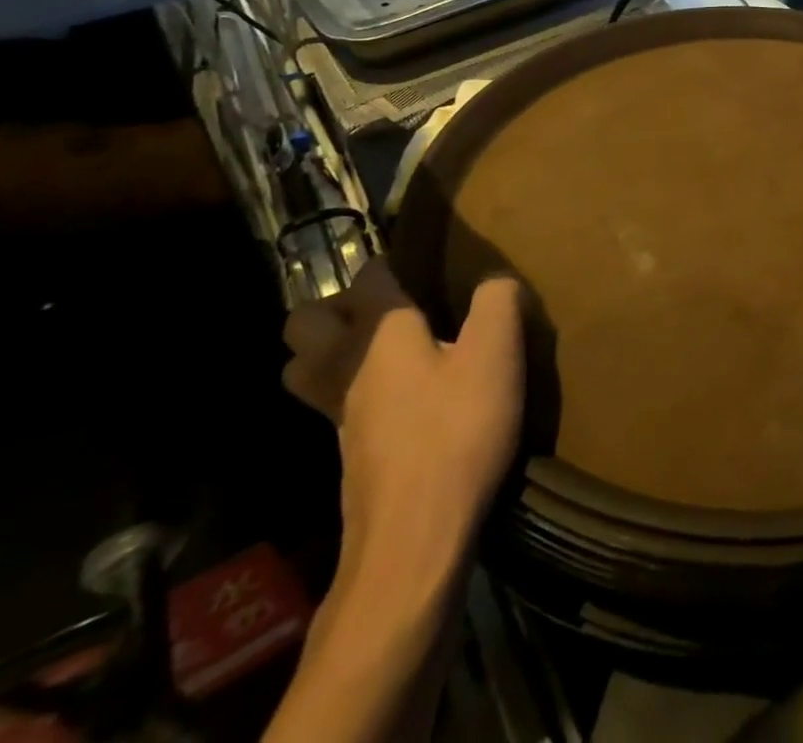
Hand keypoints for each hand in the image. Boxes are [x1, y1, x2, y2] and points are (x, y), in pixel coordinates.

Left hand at [283, 263, 522, 579]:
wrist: (416, 538)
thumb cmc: (456, 430)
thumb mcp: (497, 353)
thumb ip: (497, 301)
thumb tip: (495, 281)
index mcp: (379, 332)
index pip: (368, 275)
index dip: (392, 264)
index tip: (423, 267)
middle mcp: (345, 365)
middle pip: (305, 321)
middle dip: (336, 307)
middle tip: (389, 311)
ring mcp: (337, 415)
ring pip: (304, 367)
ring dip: (329, 351)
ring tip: (384, 352)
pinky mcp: (347, 454)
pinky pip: (328, 405)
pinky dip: (349, 391)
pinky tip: (398, 400)